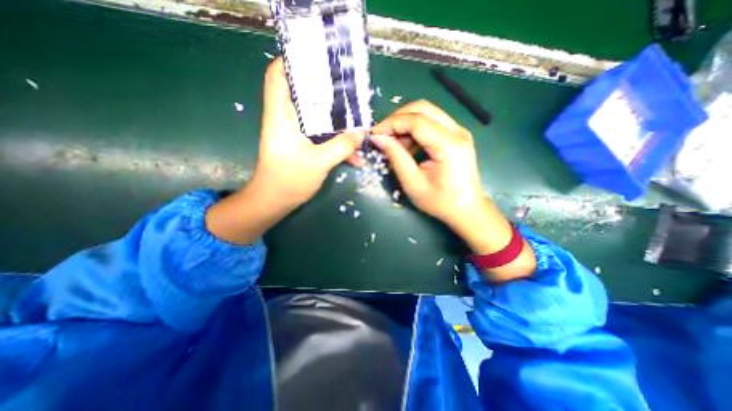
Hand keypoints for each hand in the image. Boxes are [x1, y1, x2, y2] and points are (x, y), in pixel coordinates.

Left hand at [255, 56, 365, 208]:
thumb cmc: (289, 181)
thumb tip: (362, 133)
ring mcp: (296, 132)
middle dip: (328, 91)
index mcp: (281, 116)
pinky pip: (323, 136)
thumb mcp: (318, 163)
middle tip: (350, 91)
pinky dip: (338, 142)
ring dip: (338, 121)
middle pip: (305, 93)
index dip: (294, 61)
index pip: (278, 76)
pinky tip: (356, 155)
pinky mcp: (304, 144)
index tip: (319, 60)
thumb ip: (341, 146)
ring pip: (318, 116)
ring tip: (360, 124)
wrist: (276, 202)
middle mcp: (287, 119)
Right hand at [373, 98, 484, 228]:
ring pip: (427, 112)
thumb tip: (377, 138)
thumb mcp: (413, 183)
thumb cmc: (440, 202)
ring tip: (396, 144)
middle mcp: (457, 131)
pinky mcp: (456, 135)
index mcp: (448, 145)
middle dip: (398, 119)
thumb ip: (396, 157)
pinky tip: (409, 146)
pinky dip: (415, 129)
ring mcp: (459, 131)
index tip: (375, 134)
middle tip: (384, 136)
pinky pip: (432, 122)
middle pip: (423, 108)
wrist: (467, 209)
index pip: (416, 120)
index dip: (392, 123)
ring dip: (406, 124)